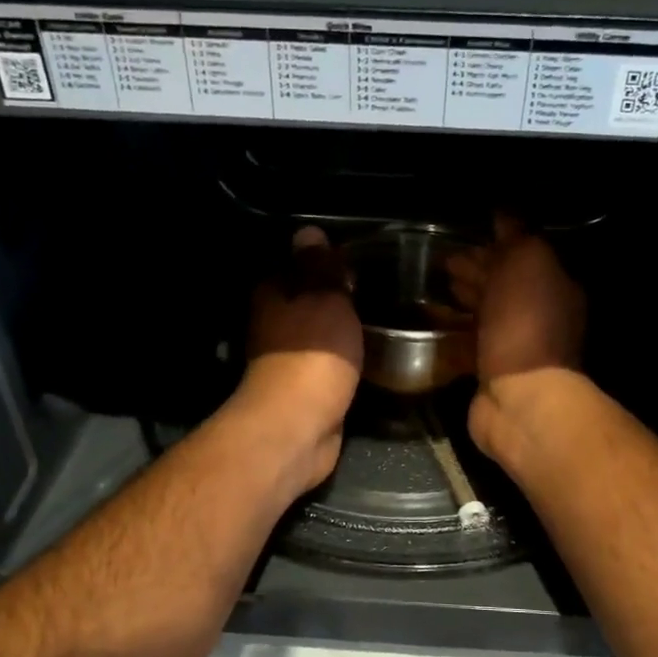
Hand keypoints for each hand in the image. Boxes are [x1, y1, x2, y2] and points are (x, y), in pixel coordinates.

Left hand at [237, 226, 363, 491]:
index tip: (360, 259)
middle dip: (338, 296)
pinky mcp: (306, 390)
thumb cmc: (312, 354)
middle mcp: (274, 324)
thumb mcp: (325, 299)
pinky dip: (346, 358)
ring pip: (320, 334)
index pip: (297, 265)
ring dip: (343, 329)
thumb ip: (321, 267)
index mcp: (273, 295)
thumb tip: (308, 230)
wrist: (299, 426)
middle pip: (308, 300)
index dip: (325, 261)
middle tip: (382, 288)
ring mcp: (288, 360)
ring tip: (384, 318)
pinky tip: (372, 353)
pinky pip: (330, 363)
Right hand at [446, 215, 586, 456]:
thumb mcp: (527, 264)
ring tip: (429, 286)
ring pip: (482, 314)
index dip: (493, 242)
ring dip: (459, 298)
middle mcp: (537, 315)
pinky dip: (447, 329)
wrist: (520, 399)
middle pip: (501, 285)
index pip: (521, 256)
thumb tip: (504, 213)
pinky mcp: (487, 371)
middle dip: (473, 269)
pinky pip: (465, 343)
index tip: (462, 234)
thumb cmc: (525, 325)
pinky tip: (425, 319)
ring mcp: (512, 346)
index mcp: (553, 286)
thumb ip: (517, 236)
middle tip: (439, 260)